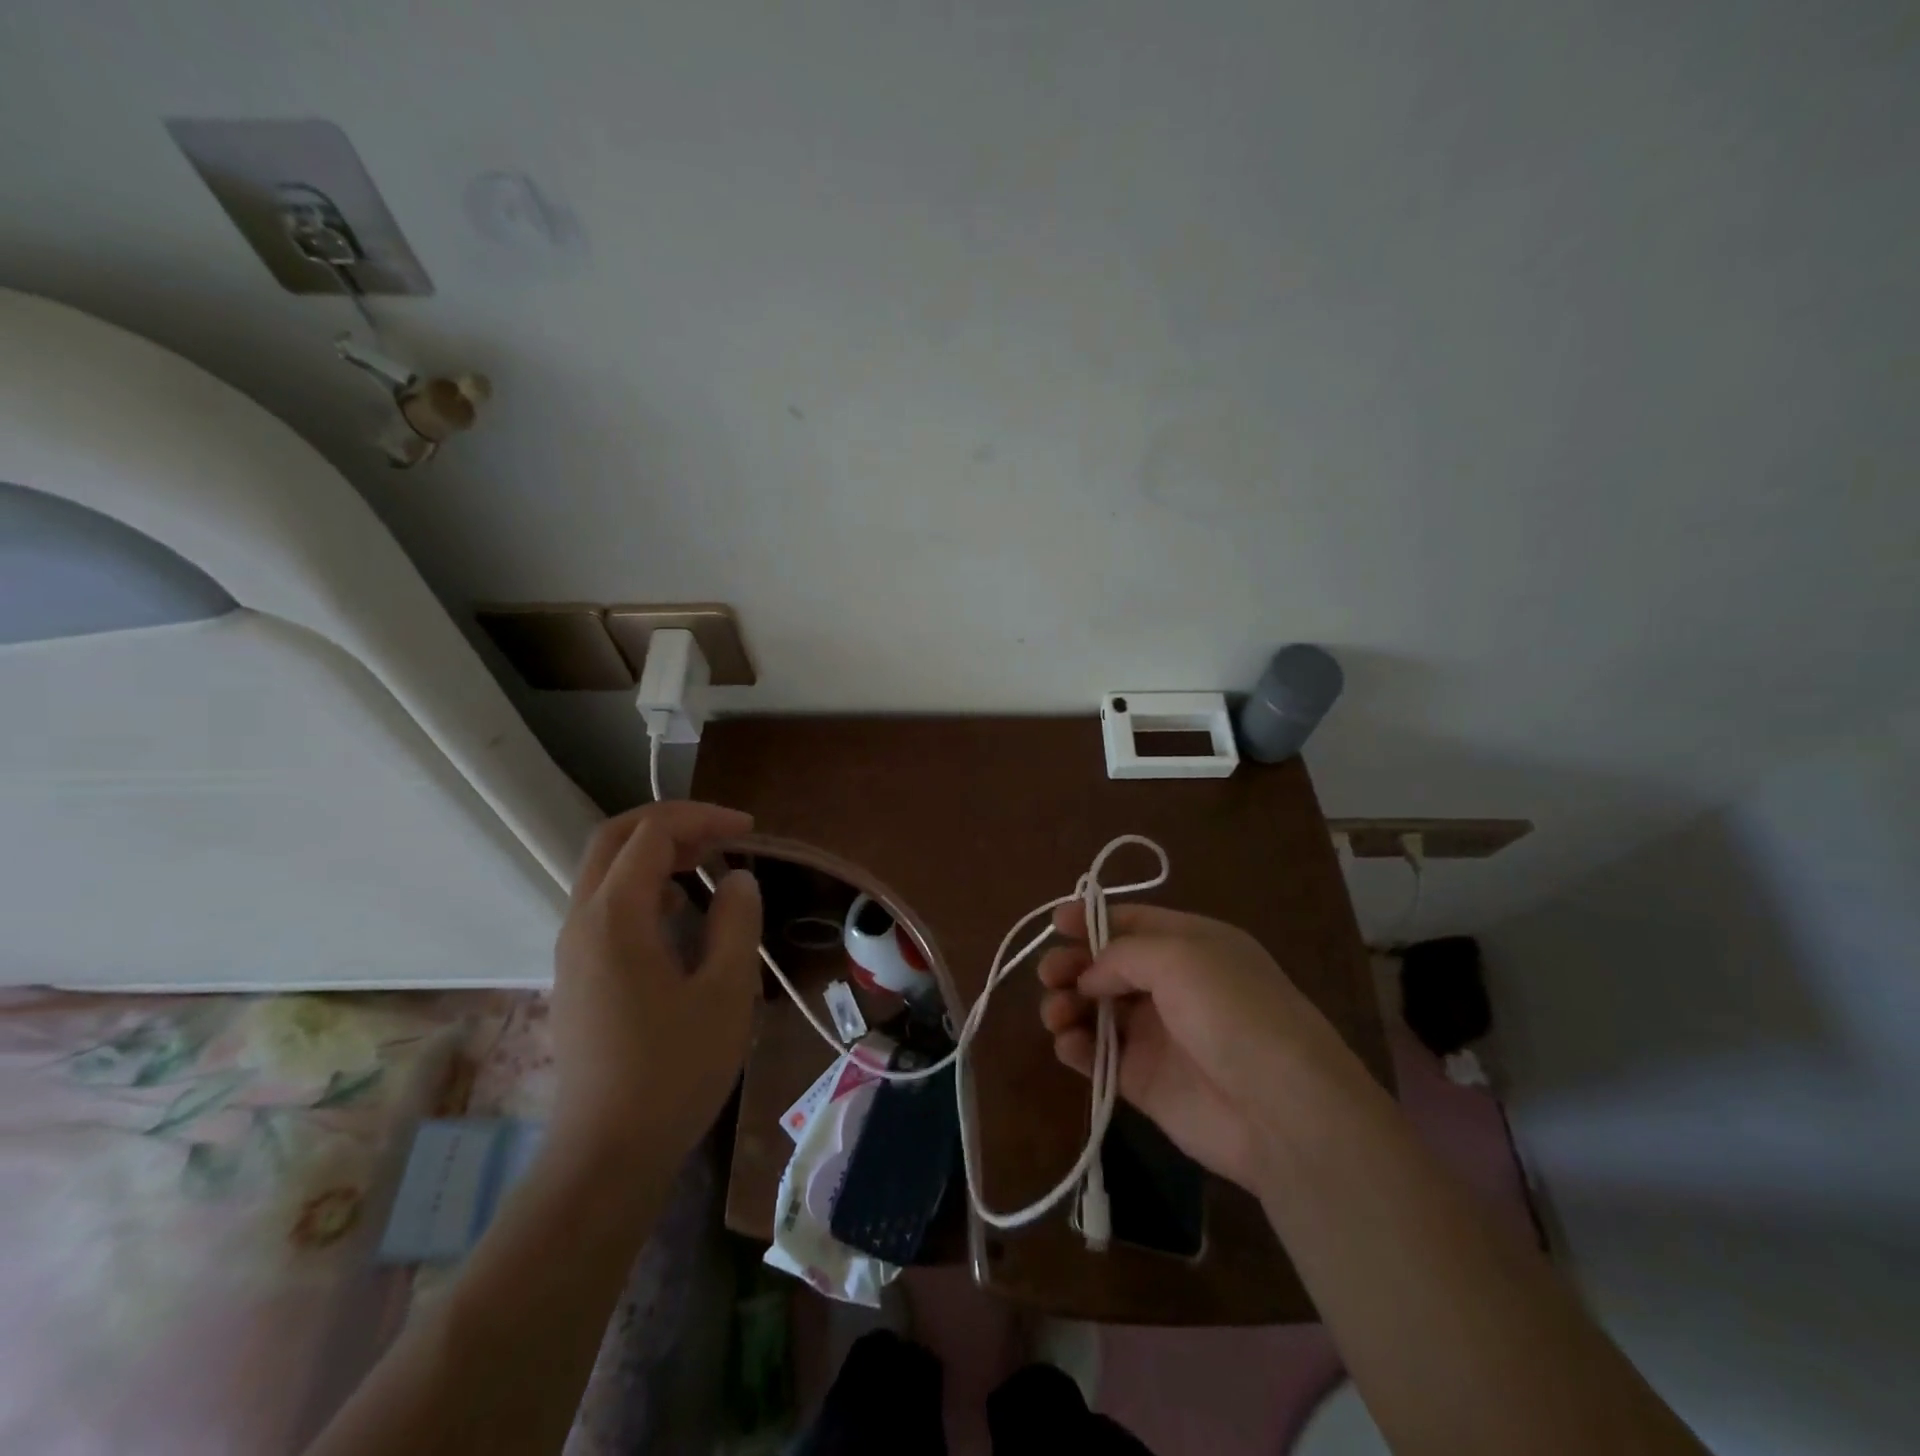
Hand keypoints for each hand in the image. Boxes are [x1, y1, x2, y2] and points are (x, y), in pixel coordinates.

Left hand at [548, 801, 762, 1179]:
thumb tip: (737, 878)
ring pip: (606, 872)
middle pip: (614, 839)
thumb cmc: (674, 1070)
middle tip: (723, 835)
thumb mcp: (725, 991)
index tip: (749, 830)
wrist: (607, 1155)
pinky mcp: (578, 974)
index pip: (651, 834)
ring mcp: (573, 949)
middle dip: (671, 824)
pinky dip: (645, 888)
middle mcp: (582, 921)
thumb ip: (735, 921)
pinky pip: (606, 906)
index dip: (702, 819)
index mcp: (615, 916)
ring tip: (709, 866)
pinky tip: (682, 915)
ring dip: (656, 854)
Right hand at [1037, 903, 1373, 1192]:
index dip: (1091, 920)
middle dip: (1074, 964)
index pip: (1132, 922)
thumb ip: (1123, 954)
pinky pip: (1099, 1056)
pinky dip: (1076, 1047)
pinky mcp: (1145, 1080)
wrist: (1281, 1110)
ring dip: (1069, 1004)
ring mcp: (1158, 1034)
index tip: (1055, 923)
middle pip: (1108, 965)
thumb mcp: (1179, 957)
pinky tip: (1068, 1044)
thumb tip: (1090, 975)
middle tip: (1050, 973)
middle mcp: (1173, 985)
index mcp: (1191, 945)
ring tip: (1057, 1013)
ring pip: (1098, 1010)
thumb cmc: (1232, 1012)